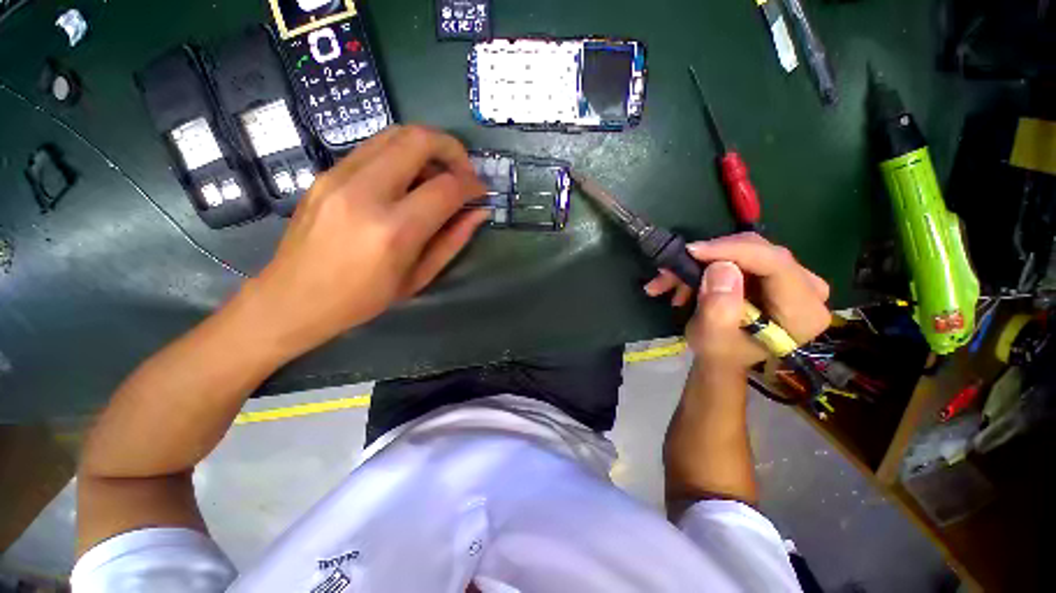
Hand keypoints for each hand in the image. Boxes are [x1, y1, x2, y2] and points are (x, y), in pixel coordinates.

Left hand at [243, 125, 488, 357]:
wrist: (293, 298)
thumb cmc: (364, 298)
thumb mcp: (419, 277)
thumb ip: (453, 240)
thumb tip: (479, 212)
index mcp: (394, 230)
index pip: (446, 187)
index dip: (472, 185)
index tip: (480, 192)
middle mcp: (365, 193)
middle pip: (418, 140)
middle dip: (452, 149)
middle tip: (463, 172)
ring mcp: (339, 176)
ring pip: (394, 134)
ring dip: (426, 147)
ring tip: (437, 175)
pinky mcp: (326, 172)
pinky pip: (373, 147)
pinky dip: (401, 154)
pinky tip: (407, 180)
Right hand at [644, 233, 830, 368]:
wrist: (724, 358)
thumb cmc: (720, 354)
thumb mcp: (713, 339)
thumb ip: (719, 309)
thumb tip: (720, 267)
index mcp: (802, 312)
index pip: (776, 264)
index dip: (733, 251)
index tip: (692, 251)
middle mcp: (807, 289)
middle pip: (760, 252)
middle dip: (710, 257)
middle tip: (673, 268)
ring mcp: (791, 278)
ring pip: (743, 250)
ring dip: (701, 263)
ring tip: (667, 281)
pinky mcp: (772, 273)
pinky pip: (738, 255)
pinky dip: (705, 265)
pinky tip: (680, 282)